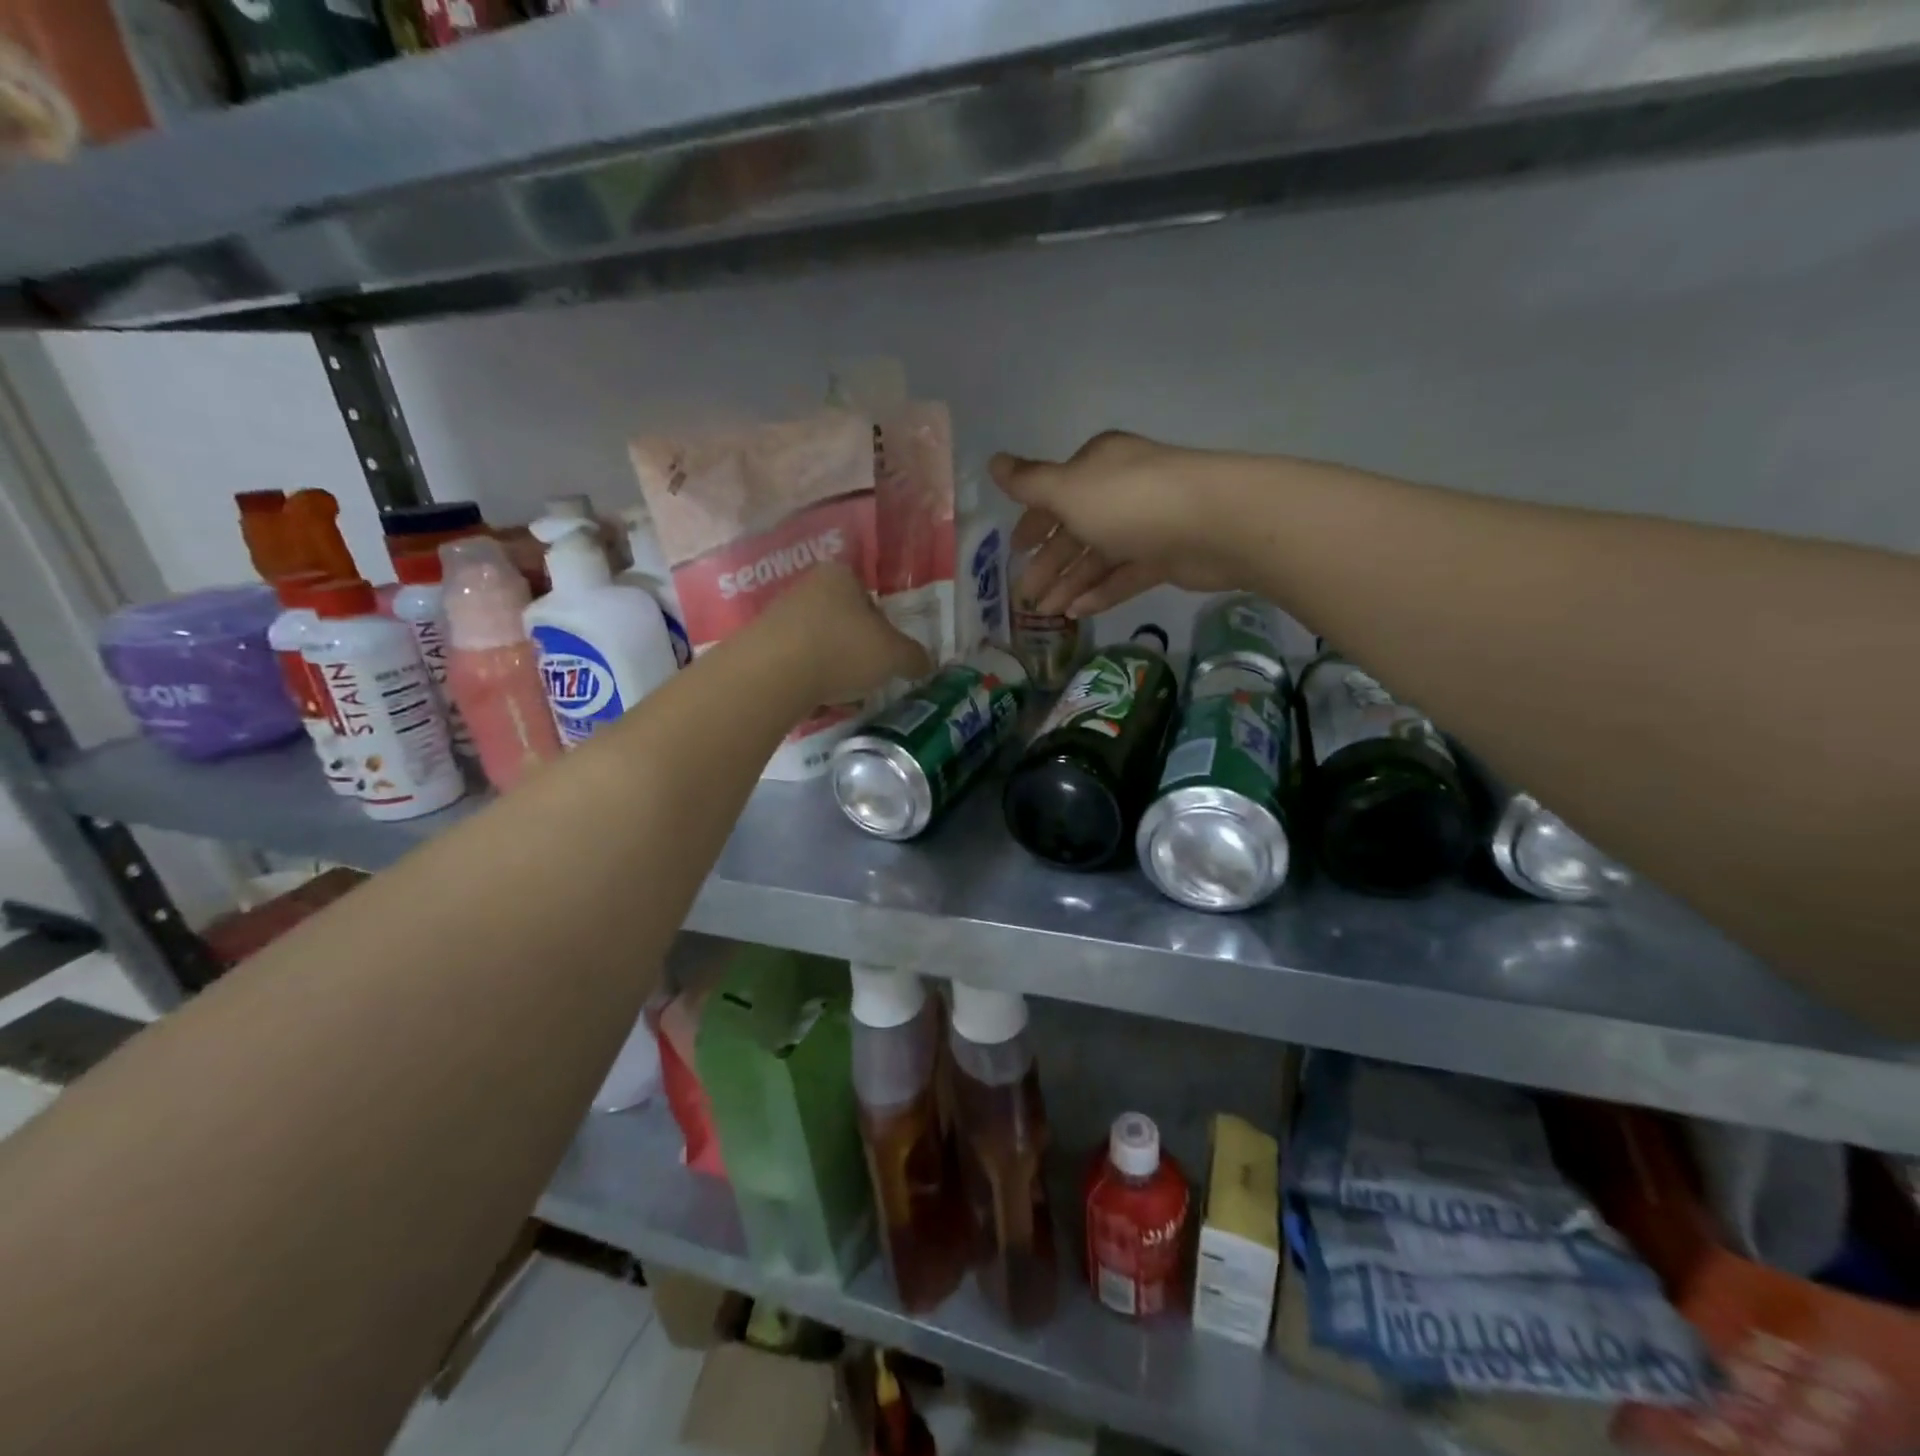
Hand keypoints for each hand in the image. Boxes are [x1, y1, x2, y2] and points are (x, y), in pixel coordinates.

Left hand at [762, 564, 932, 701]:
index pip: (871, 599)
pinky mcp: (760, 645)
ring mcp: (779, 615)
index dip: (884, 629)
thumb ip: (914, 657)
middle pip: (844, 622)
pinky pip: (796, 663)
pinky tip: (814, 701)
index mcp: (841, 575)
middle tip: (868, 678)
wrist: (772, 674)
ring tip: (841, 695)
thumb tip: (926, 663)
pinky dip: (808, 680)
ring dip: (833, 668)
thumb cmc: (842, 650)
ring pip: (820, 644)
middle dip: (857, 651)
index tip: (887, 656)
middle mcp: (808, 587)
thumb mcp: (893, 655)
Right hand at [990, 433, 1244, 618]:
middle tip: (1024, 596)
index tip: (1016, 550)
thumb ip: (1029, 483)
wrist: (1216, 522)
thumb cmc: (1130, 501)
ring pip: (1098, 557)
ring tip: (1046, 614)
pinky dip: (1100, 592)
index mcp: (1096, 467)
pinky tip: (1078, 613)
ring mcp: (1144, 525)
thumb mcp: (1068, 490)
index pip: (1056, 493)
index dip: (1034, 522)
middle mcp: (1119, 491)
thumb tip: (993, 462)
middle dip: (1048, 563)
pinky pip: (1124, 576)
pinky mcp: (1165, 557)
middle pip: (1075, 530)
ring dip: (1070, 584)